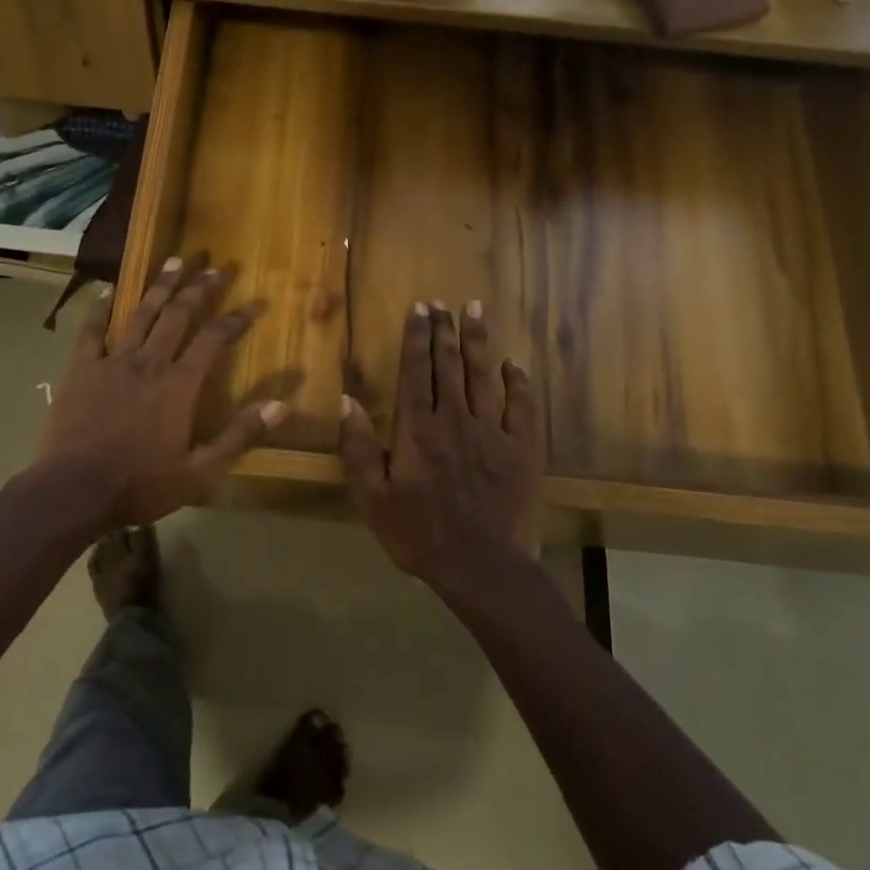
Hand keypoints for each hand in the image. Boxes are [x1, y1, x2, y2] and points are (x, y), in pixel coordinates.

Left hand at [37, 258, 289, 527]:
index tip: (254, 304)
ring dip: (160, 286)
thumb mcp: (200, 471)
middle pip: (178, 315)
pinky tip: (107, 291)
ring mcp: (112, 361)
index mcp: (179, 385)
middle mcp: (149, 362)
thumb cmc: (140, 484)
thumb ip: (240, 436)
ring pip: (141, 314)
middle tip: (215, 267)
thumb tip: (282, 406)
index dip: (235, 319)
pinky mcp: (81, 369)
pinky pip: (92, 330)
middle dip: (199, 289)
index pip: (214, 340)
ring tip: (175, 261)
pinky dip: (100, 308)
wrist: (73, 491)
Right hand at [338, 301, 543, 585]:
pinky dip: (518, 382)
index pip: (415, 371)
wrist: (481, 566)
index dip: (416, 337)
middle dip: (444, 330)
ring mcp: (493, 432)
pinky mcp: (522, 449)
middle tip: (443, 303)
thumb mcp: (373, 497)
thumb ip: (359, 448)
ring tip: (475, 310)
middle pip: (449, 365)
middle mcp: (455, 420)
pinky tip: (513, 365)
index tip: (419, 309)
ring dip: (478, 342)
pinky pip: (522, 406)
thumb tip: (347, 401)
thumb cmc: (419, 533)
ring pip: (484, 376)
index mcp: (418, 429)